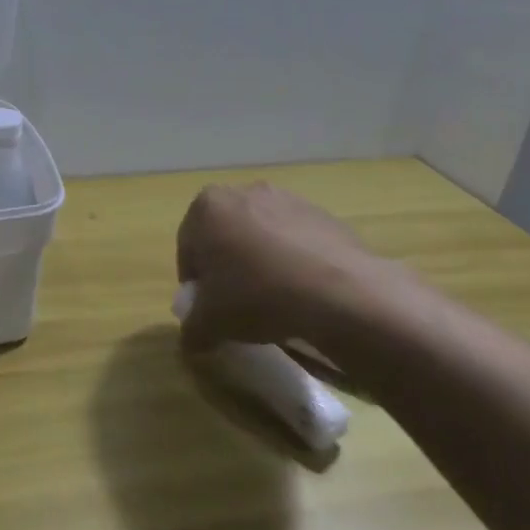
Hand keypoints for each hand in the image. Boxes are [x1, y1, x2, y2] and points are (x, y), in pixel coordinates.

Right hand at [176, 182, 417, 359]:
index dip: (195, 283)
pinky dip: (294, 263)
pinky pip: (296, 242)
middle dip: (227, 267)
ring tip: (275, 302)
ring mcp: (287, 199)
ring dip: (261, 264)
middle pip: (225, 237)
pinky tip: (303, 294)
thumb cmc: (257, 295)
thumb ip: (192, 328)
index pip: (187, 249)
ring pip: (261, 238)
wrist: (341, 293)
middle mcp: (243, 192)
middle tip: (237, 304)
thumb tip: (194, 338)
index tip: (207, 309)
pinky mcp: (324, 215)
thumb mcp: (210, 323)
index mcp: (207, 207)